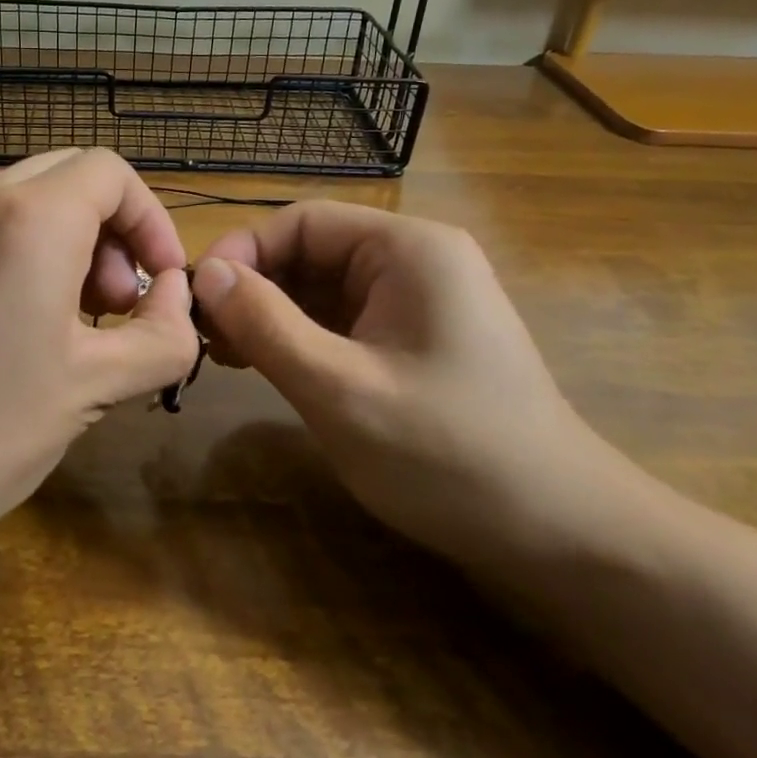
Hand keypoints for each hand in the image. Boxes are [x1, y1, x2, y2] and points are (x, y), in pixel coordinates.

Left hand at [0, 149, 197, 571]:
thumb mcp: (94, 386)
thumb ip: (162, 334)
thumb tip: (176, 296)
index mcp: (29, 218)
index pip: (111, 174)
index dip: (152, 221)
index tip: (162, 284)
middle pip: (72, 176)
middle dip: (113, 230)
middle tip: (117, 306)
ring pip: (30, 198)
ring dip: (73, 241)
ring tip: (78, 321)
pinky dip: (29, 251)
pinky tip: (26, 323)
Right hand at [193, 202, 663, 576]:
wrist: (560, 536)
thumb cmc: (449, 455)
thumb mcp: (340, 389)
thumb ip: (266, 325)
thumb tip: (205, 273)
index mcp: (408, 249)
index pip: (301, 222)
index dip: (242, 253)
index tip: (196, 301)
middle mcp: (415, 261)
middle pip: (310, 252)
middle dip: (254, 288)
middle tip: (205, 338)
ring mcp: (417, 302)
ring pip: (321, 289)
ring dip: (271, 316)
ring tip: (226, 356)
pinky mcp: (414, 339)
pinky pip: (341, 321)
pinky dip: (300, 339)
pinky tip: (268, 367)